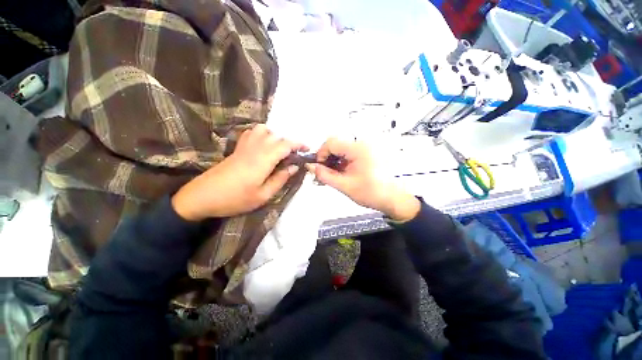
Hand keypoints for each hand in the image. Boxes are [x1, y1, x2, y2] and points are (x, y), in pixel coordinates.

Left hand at [172, 125, 305, 220]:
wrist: (202, 196)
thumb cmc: (235, 199)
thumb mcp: (263, 195)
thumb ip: (280, 179)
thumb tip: (294, 167)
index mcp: (263, 159)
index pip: (285, 144)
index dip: (298, 145)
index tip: (307, 150)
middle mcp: (255, 148)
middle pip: (277, 136)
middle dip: (289, 143)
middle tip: (293, 157)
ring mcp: (244, 146)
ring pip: (264, 130)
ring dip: (275, 137)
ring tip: (278, 151)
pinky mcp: (237, 148)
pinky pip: (251, 132)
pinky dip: (262, 135)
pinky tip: (263, 146)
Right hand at [306, 138, 419, 221]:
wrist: (393, 198)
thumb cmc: (371, 193)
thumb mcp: (344, 185)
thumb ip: (325, 175)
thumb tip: (310, 166)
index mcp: (358, 149)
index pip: (331, 142)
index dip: (321, 154)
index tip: (319, 167)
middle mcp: (362, 144)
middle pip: (336, 144)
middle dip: (326, 158)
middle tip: (323, 173)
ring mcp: (365, 148)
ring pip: (341, 149)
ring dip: (333, 161)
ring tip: (332, 175)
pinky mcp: (366, 154)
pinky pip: (349, 154)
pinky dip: (341, 162)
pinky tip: (340, 173)